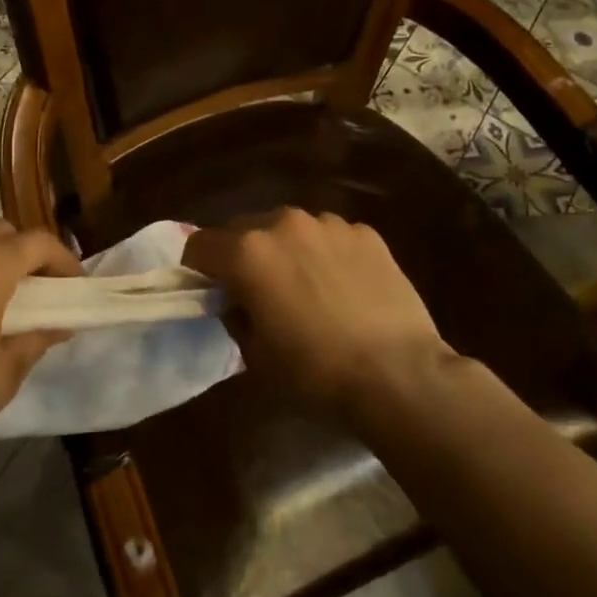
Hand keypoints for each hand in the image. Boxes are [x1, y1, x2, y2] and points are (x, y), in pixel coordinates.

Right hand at [183, 208, 454, 415]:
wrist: (399, 373)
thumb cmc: (315, 371)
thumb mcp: (256, 355)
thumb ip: (235, 316)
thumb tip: (236, 301)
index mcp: (248, 252)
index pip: (199, 244)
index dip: (197, 269)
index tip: (209, 292)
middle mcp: (283, 223)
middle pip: (244, 229)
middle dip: (242, 255)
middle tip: (257, 291)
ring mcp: (329, 224)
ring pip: (290, 229)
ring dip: (286, 250)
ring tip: (306, 287)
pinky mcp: (366, 233)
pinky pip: (330, 236)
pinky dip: (326, 254)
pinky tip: (344, 288)